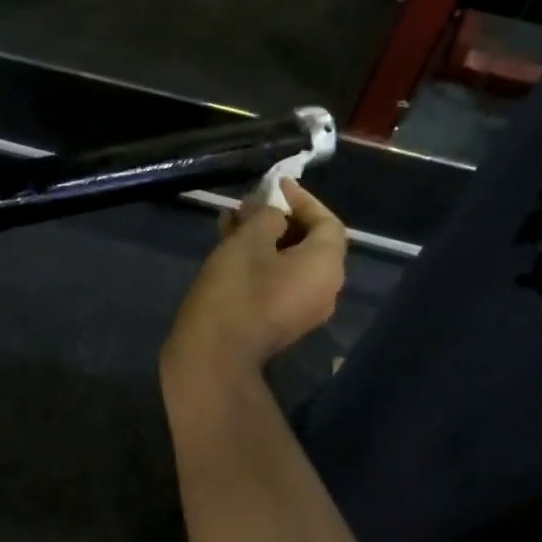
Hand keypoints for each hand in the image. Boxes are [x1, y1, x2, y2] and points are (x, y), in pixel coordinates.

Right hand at [162, 181, 346, 382]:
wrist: (214, 355)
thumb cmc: (236, 290)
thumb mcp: (249, 240)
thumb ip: (266, 216)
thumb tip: (273, 212)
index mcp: (325, 266)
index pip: (327, 222)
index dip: (302, 199)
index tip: (274, 186)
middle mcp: (324, 288)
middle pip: (310, 242)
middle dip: (279, 218)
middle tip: (248, 203)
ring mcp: (303, 309)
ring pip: (290, 261)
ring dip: (265, 238)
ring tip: (232, 221)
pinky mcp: (280, 320)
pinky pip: (279, 280)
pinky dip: (261, 261)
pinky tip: (230, 248)